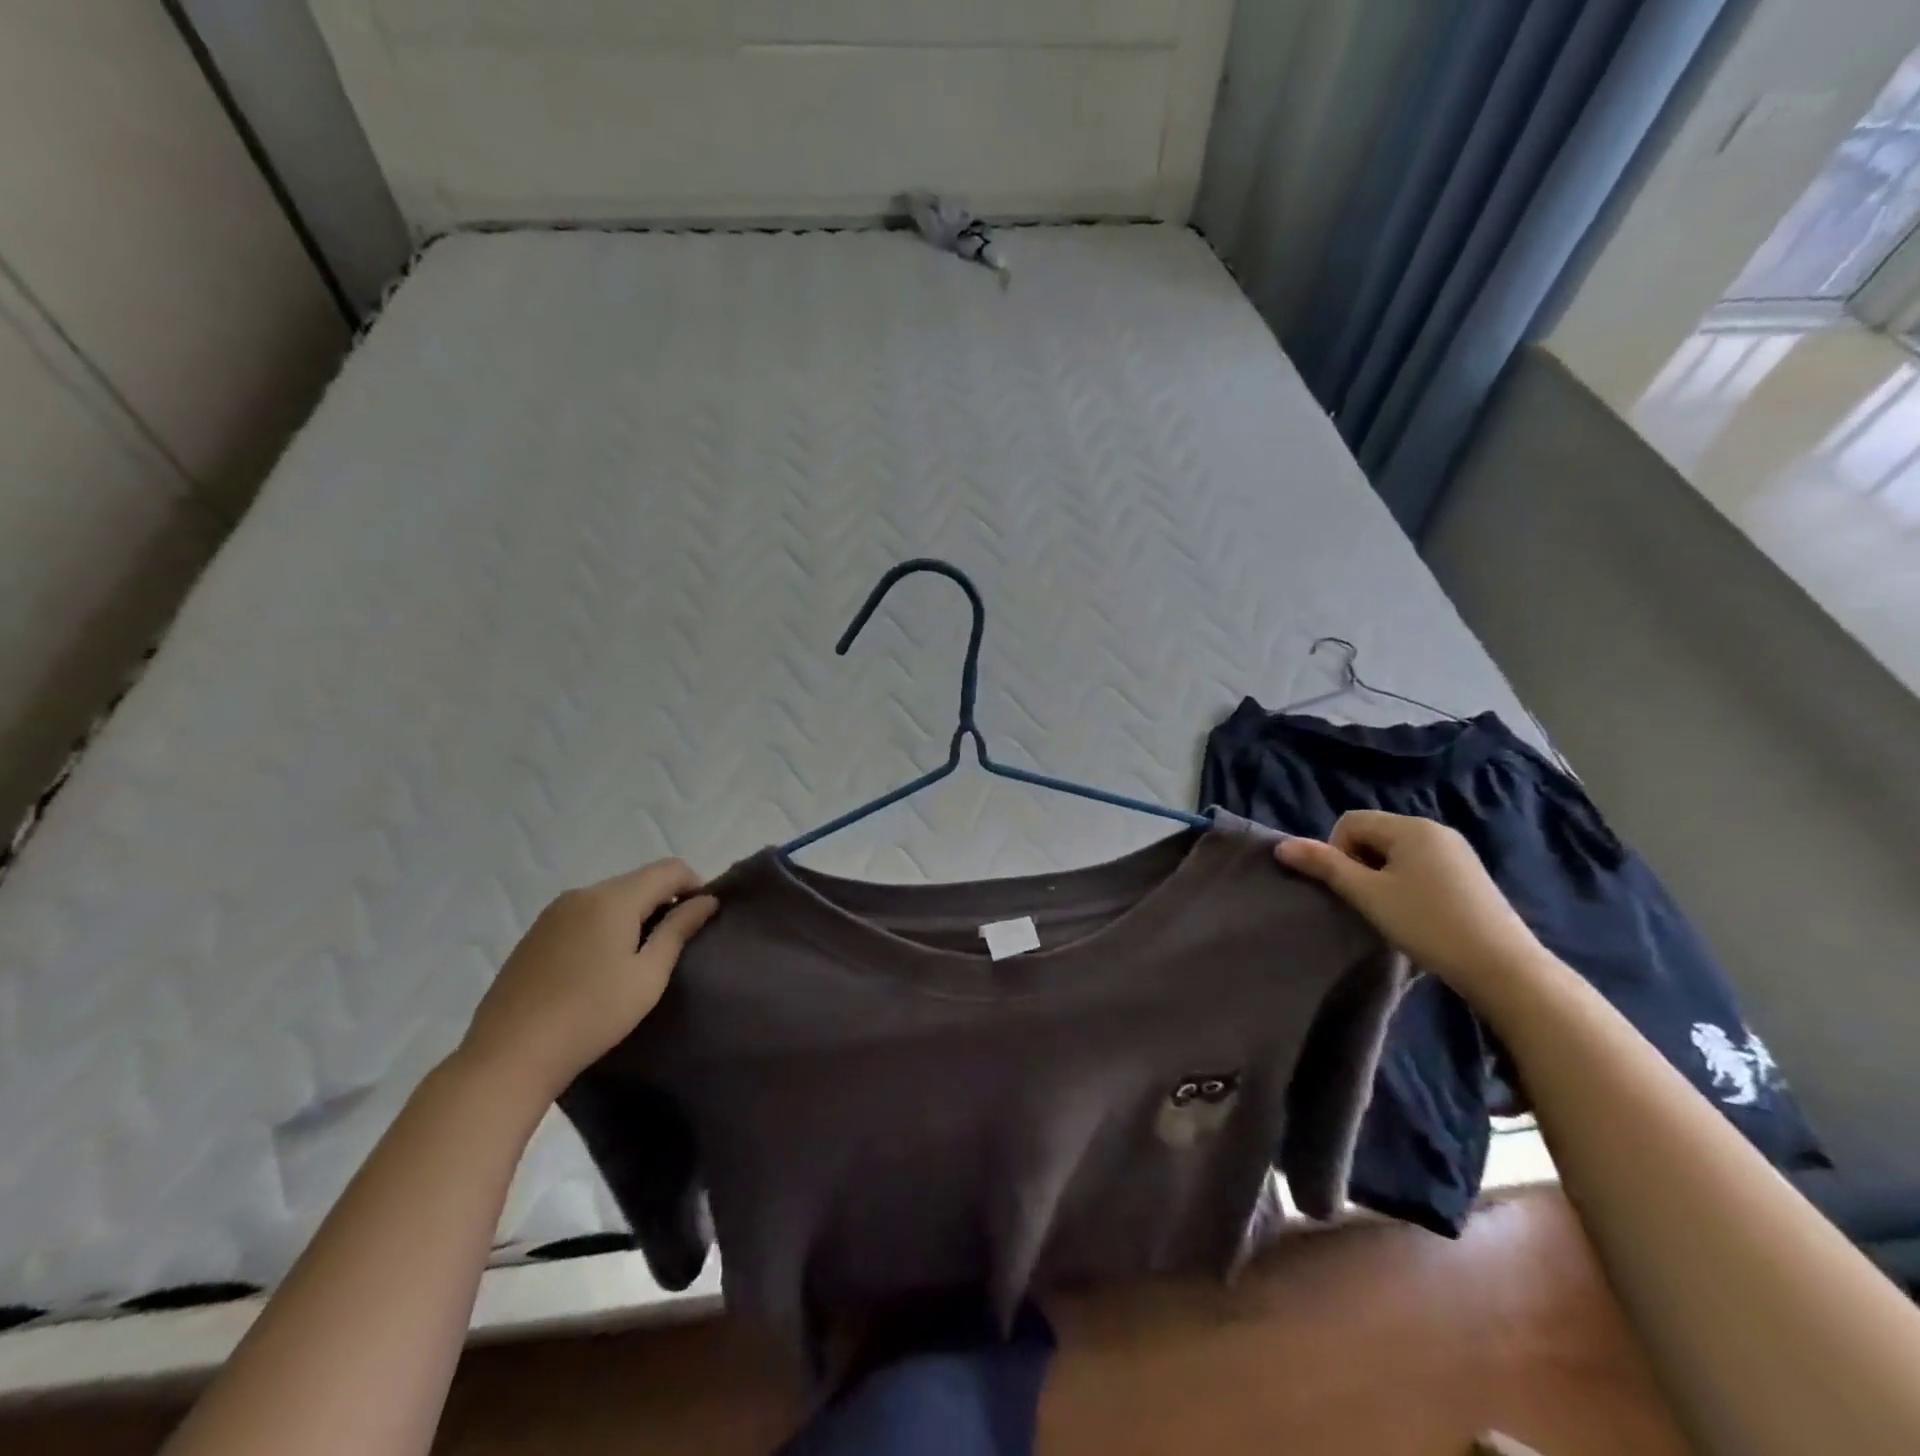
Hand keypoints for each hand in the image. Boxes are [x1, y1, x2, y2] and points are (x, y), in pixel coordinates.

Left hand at [459, 859, 717, 1100]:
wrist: (508, 1057)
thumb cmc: (592, 1015)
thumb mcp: (649, 975)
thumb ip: (679, 930)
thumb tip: (706, 900)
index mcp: (613, 898)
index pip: (669, 869)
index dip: (694, 886)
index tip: (701, 920)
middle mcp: (582, 893)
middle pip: (639, 881)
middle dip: (664, 902)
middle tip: (673, 945)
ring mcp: (553, 913)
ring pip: (610, 898)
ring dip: (634, 915)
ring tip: (637, 959)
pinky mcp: (534, 934)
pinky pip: (584, 915)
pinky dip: (604, 927)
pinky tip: (600, 968)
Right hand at [1277, 811, 1545, 1001]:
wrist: (1502, 967)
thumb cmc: (1426, 923)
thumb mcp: (1367, 894)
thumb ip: (1324, 866)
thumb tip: (1281, 846)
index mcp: (1409, 827)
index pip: (1351, 822)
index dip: (1338, 852)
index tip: (1351, 888)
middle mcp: (1434, 829)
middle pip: (1373, 834)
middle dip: (1360, 863)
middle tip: (1369, 902)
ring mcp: (1456, 852)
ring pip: (1396, 852)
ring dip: (1382, 876)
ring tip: (1392, 911)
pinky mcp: (1469, 874)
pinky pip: (1421, 865)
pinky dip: (1407, 883)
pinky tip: (1418, 914)